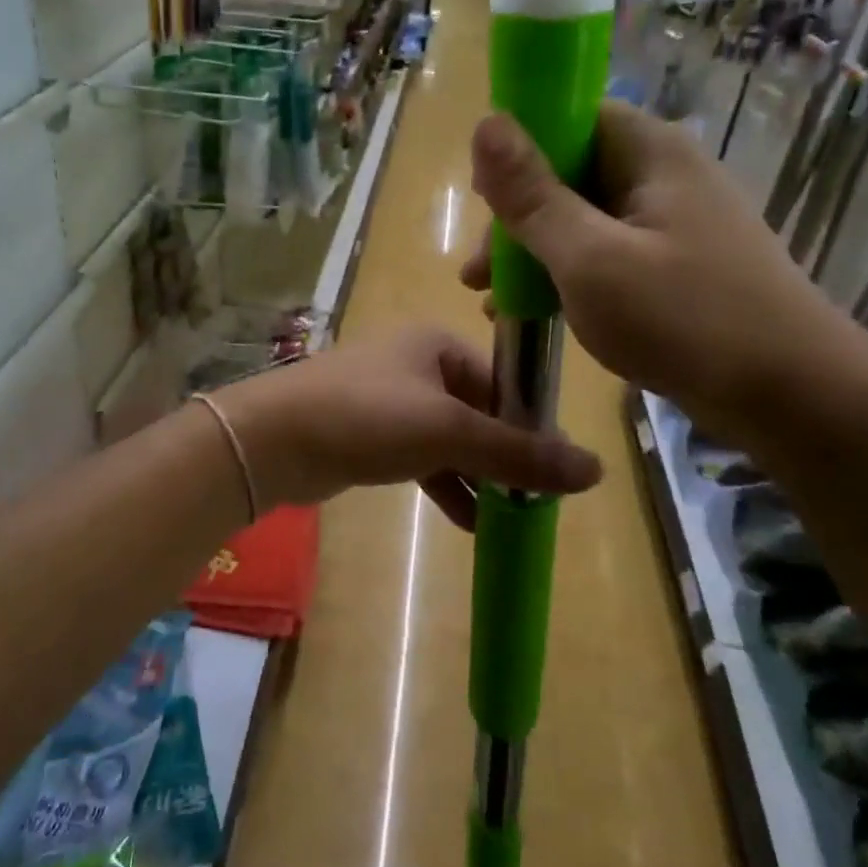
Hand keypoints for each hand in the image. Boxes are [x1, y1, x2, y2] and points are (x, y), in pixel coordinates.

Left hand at [214, 327, 601, 528]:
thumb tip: (596, 470)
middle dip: (505, 456)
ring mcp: (388, 401)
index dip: (531, 425)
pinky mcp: (368, 435)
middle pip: (479, 411)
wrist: (272, 440)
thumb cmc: (366, 417)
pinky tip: (470, 522)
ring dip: (478, 475)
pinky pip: (420, 458)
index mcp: (437, 344)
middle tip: (536, 499)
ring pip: (450, 439)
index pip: (503, 381)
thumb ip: (518, 452)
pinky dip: (445, 484)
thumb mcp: (448, 431)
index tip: (556, 471)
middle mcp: (415, 365)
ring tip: (510, 516)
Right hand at [461, 102, 865, 445]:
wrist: (792, 398)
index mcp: (650, 153)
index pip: (570, 117)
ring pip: (583, 220)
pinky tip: (536, 313)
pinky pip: (606, 255)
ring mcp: (673, 224)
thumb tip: (486, 122)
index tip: (482, 201)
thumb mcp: (590, 258)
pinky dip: (567, 276)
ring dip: (534, 253)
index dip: (519, 150)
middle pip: (571, 172)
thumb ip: (533, 196)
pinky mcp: (676, 267)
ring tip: (494, 301)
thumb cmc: (684, 319)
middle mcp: (664, 175)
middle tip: (477, 273)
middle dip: (517, 218)